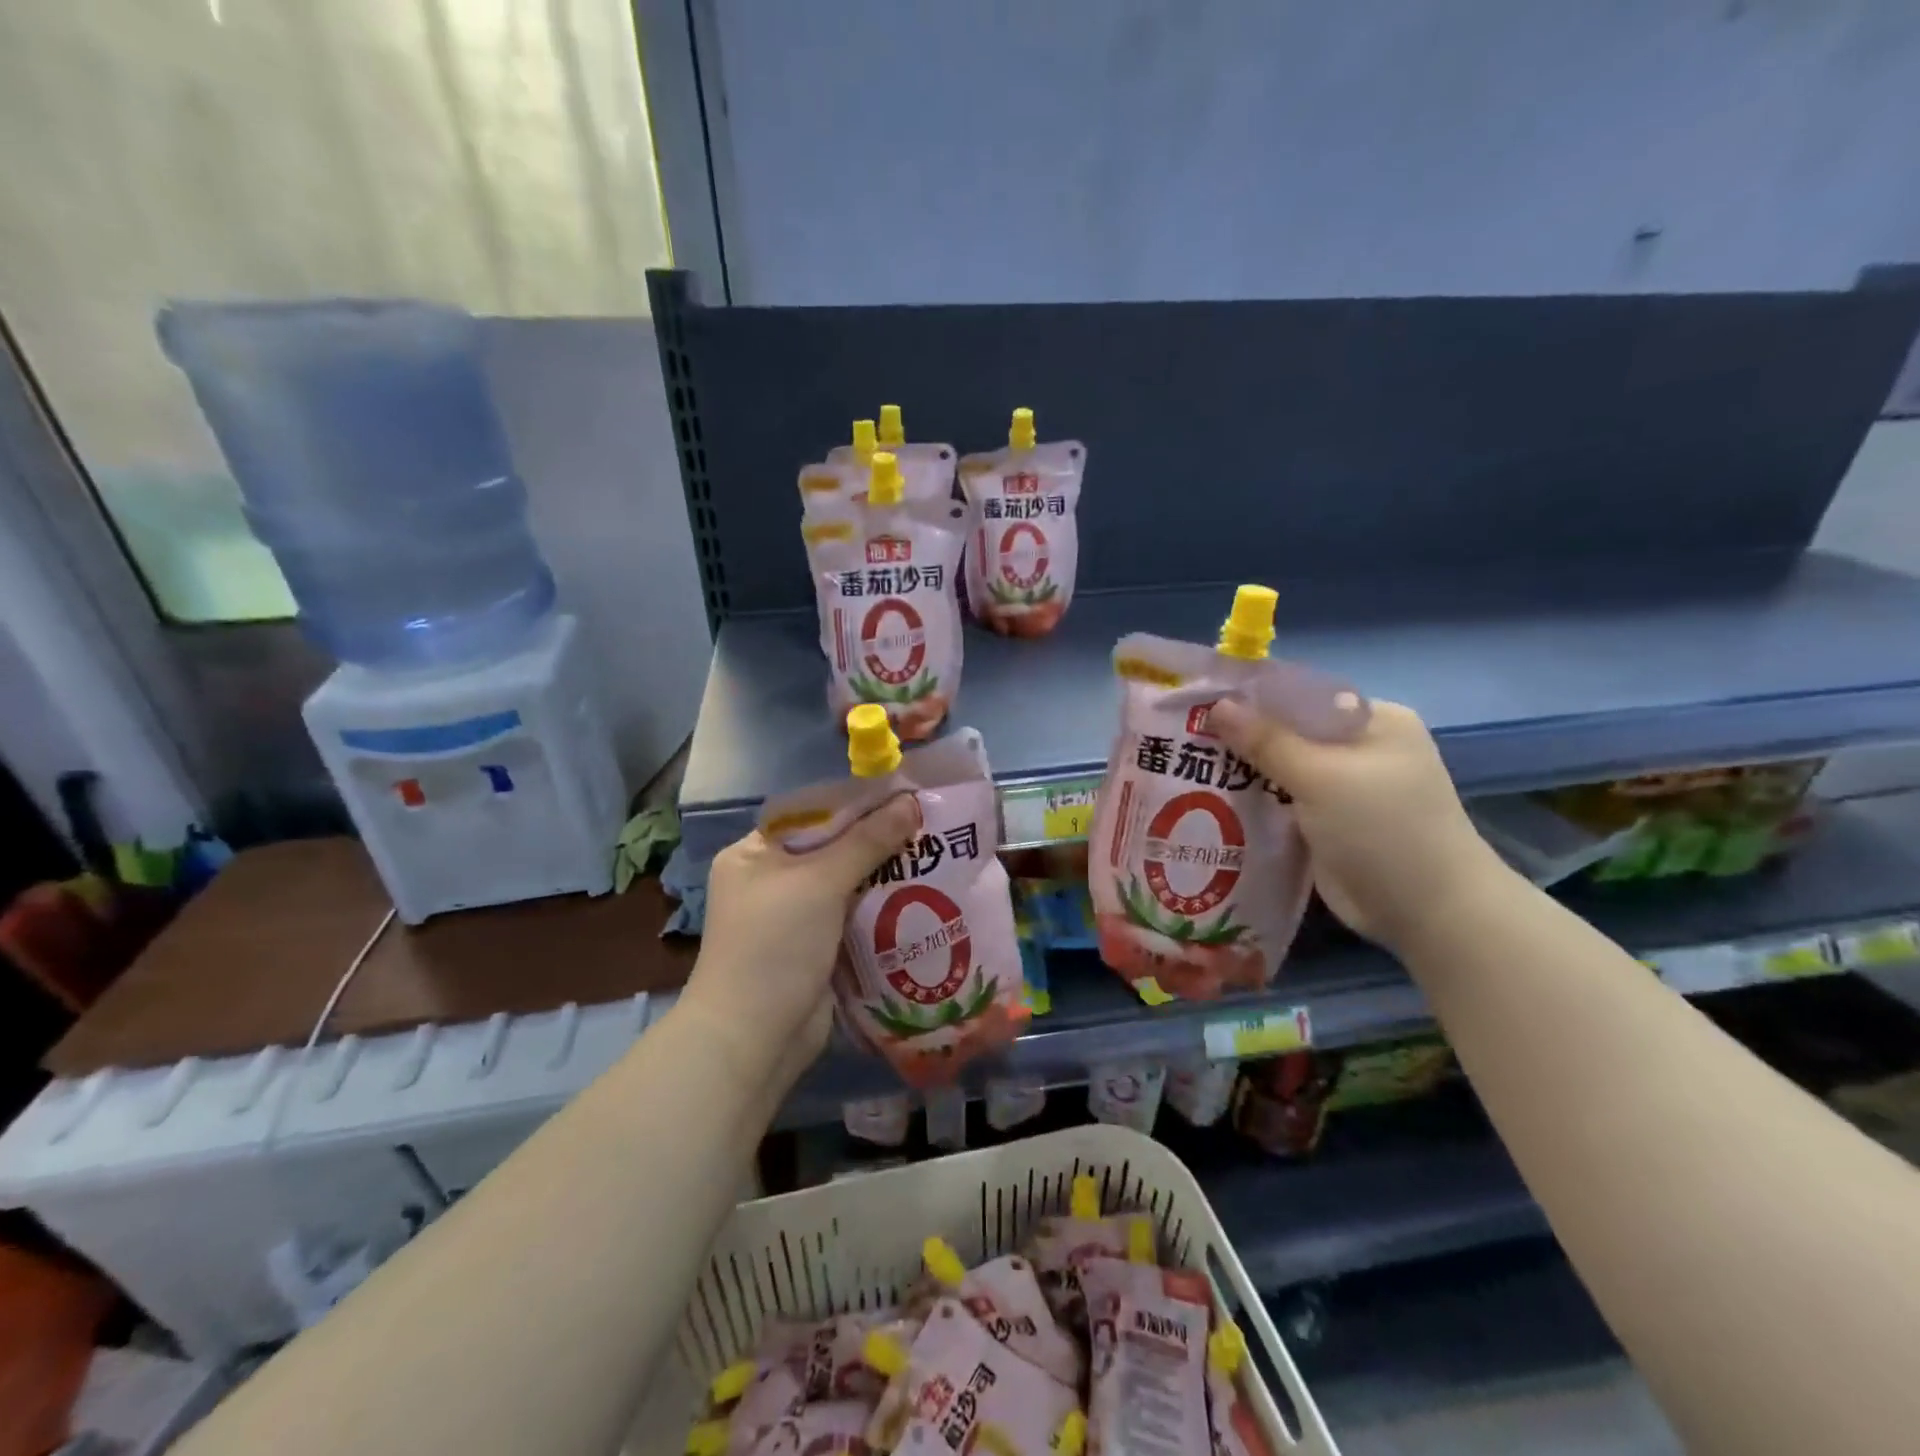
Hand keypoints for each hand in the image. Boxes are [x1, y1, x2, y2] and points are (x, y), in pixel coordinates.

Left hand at [680, 794, 921, 1085]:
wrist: (754, 1039)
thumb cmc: (775, 945)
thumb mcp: (820, 882)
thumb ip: (867, 841)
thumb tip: (910, 802)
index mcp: (754, 854)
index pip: (811, 815)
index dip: (857, 804)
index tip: (903, 796)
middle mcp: (771, 880)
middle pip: (832, 848)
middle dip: (877, 840)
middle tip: (927, 825)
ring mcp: (794, 917)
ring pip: (848, 883)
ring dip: (885, 875)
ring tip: (934, 855)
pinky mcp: (817, 948)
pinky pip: (854, 916)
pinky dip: (882, 908)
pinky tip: (922, 895)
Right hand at [1208, 697, 1503, 950]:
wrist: (1427, 912)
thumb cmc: (1383, 828)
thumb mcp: (1322, 776)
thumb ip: (1267, 740)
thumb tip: (1217, 705)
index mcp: (1372, 721)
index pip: (1301, 695)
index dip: (1252, 698)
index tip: (1201, 702)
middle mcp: (1358, 748)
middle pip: (1288, 732)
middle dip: (1240, 737)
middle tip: (1183, 736)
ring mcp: (1342, 788)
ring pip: (1279, 769)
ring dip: (1241, 771)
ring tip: (1184, 766)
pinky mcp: (1325, 823)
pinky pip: (1280, 801)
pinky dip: (1251, 801)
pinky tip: (1208, 800)